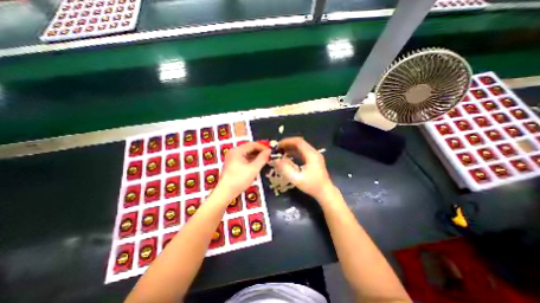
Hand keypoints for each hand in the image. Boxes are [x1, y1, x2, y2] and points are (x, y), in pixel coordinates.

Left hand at [217, 143, 271, 201]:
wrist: (225, 192)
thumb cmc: (239, 180)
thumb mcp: (253, 169)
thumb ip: (262, 158)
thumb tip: (269, 151)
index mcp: (237, 151)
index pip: (253, 144)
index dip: (263, 147)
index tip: (270, 152)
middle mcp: (234, 152)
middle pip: (250, 148)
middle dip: (260, 152)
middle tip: (268, 157)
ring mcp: (232, 158)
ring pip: (247, 153)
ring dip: (256, 156)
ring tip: (264, 161)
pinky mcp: (233, 164)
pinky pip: (244, 158)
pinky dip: (251, 160)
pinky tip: (257, 164)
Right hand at [275, 137, 335, 200]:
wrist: (325, 192)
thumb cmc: (311, 185)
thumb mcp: (296, 179)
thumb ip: (285, 169)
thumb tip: (275, 160)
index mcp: (311, 155)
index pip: (298, 142)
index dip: (287, 141)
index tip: (277, 145)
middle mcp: (314, 152)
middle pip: (299, 143)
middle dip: (287, 144)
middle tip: (277, 149)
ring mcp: (314, 155)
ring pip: (301, 147)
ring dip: (290, 147)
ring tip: (280, 152)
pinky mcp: (313, 159)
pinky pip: (302, 152)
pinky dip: (294, 152)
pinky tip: (288, 156)